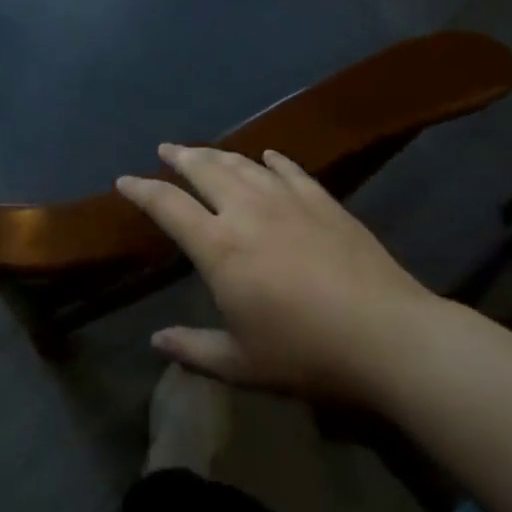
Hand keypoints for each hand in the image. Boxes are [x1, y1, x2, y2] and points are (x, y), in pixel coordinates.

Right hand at [117, 146, 442, 403]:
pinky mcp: (322, 201)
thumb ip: (194, 348)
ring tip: (204, 151)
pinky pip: (290, 170)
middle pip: (204, 170)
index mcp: (218, 246)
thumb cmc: (305, 352)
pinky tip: (267, 155)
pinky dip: (272, 160)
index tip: (124, 181)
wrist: (386, 335)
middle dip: (180, 156)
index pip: (167, 206)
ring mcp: (286, 200)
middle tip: (166, 149)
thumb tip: (156, 342)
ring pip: (243, 165)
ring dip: (218, 154)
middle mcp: (246, 210)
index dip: (142, 190)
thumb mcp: (242, 363)